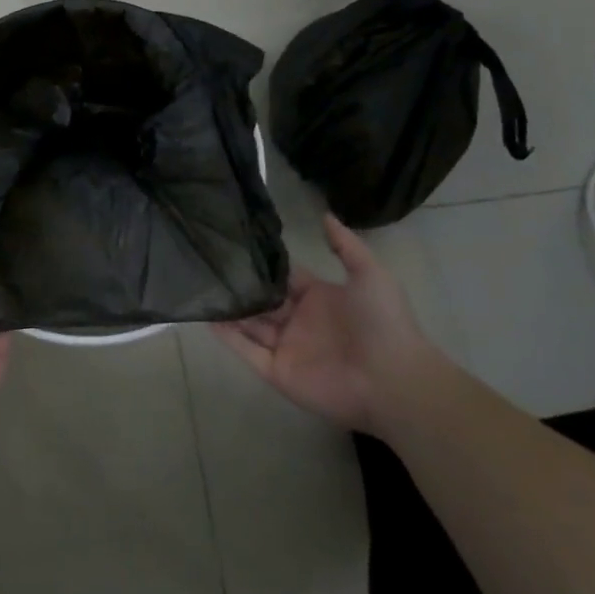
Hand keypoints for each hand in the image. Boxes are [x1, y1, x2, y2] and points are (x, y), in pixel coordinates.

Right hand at [213, 214, 436, 435]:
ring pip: (251, 324)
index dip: (264, 266)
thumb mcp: (370, 274)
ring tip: (202, 287)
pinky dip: (228, 337)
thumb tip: (324, 213)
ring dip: (230, 309)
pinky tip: (207, 318)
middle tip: (210, 265)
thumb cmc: (381, 323)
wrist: (392, 380)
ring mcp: (287, 347)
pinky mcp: (277, 371)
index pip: (284, 278)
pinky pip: (247, 352)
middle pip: (263, 301)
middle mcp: (299, 321)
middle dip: (242, 287)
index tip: (236, 246)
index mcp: (319, 298)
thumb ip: (345, 245)